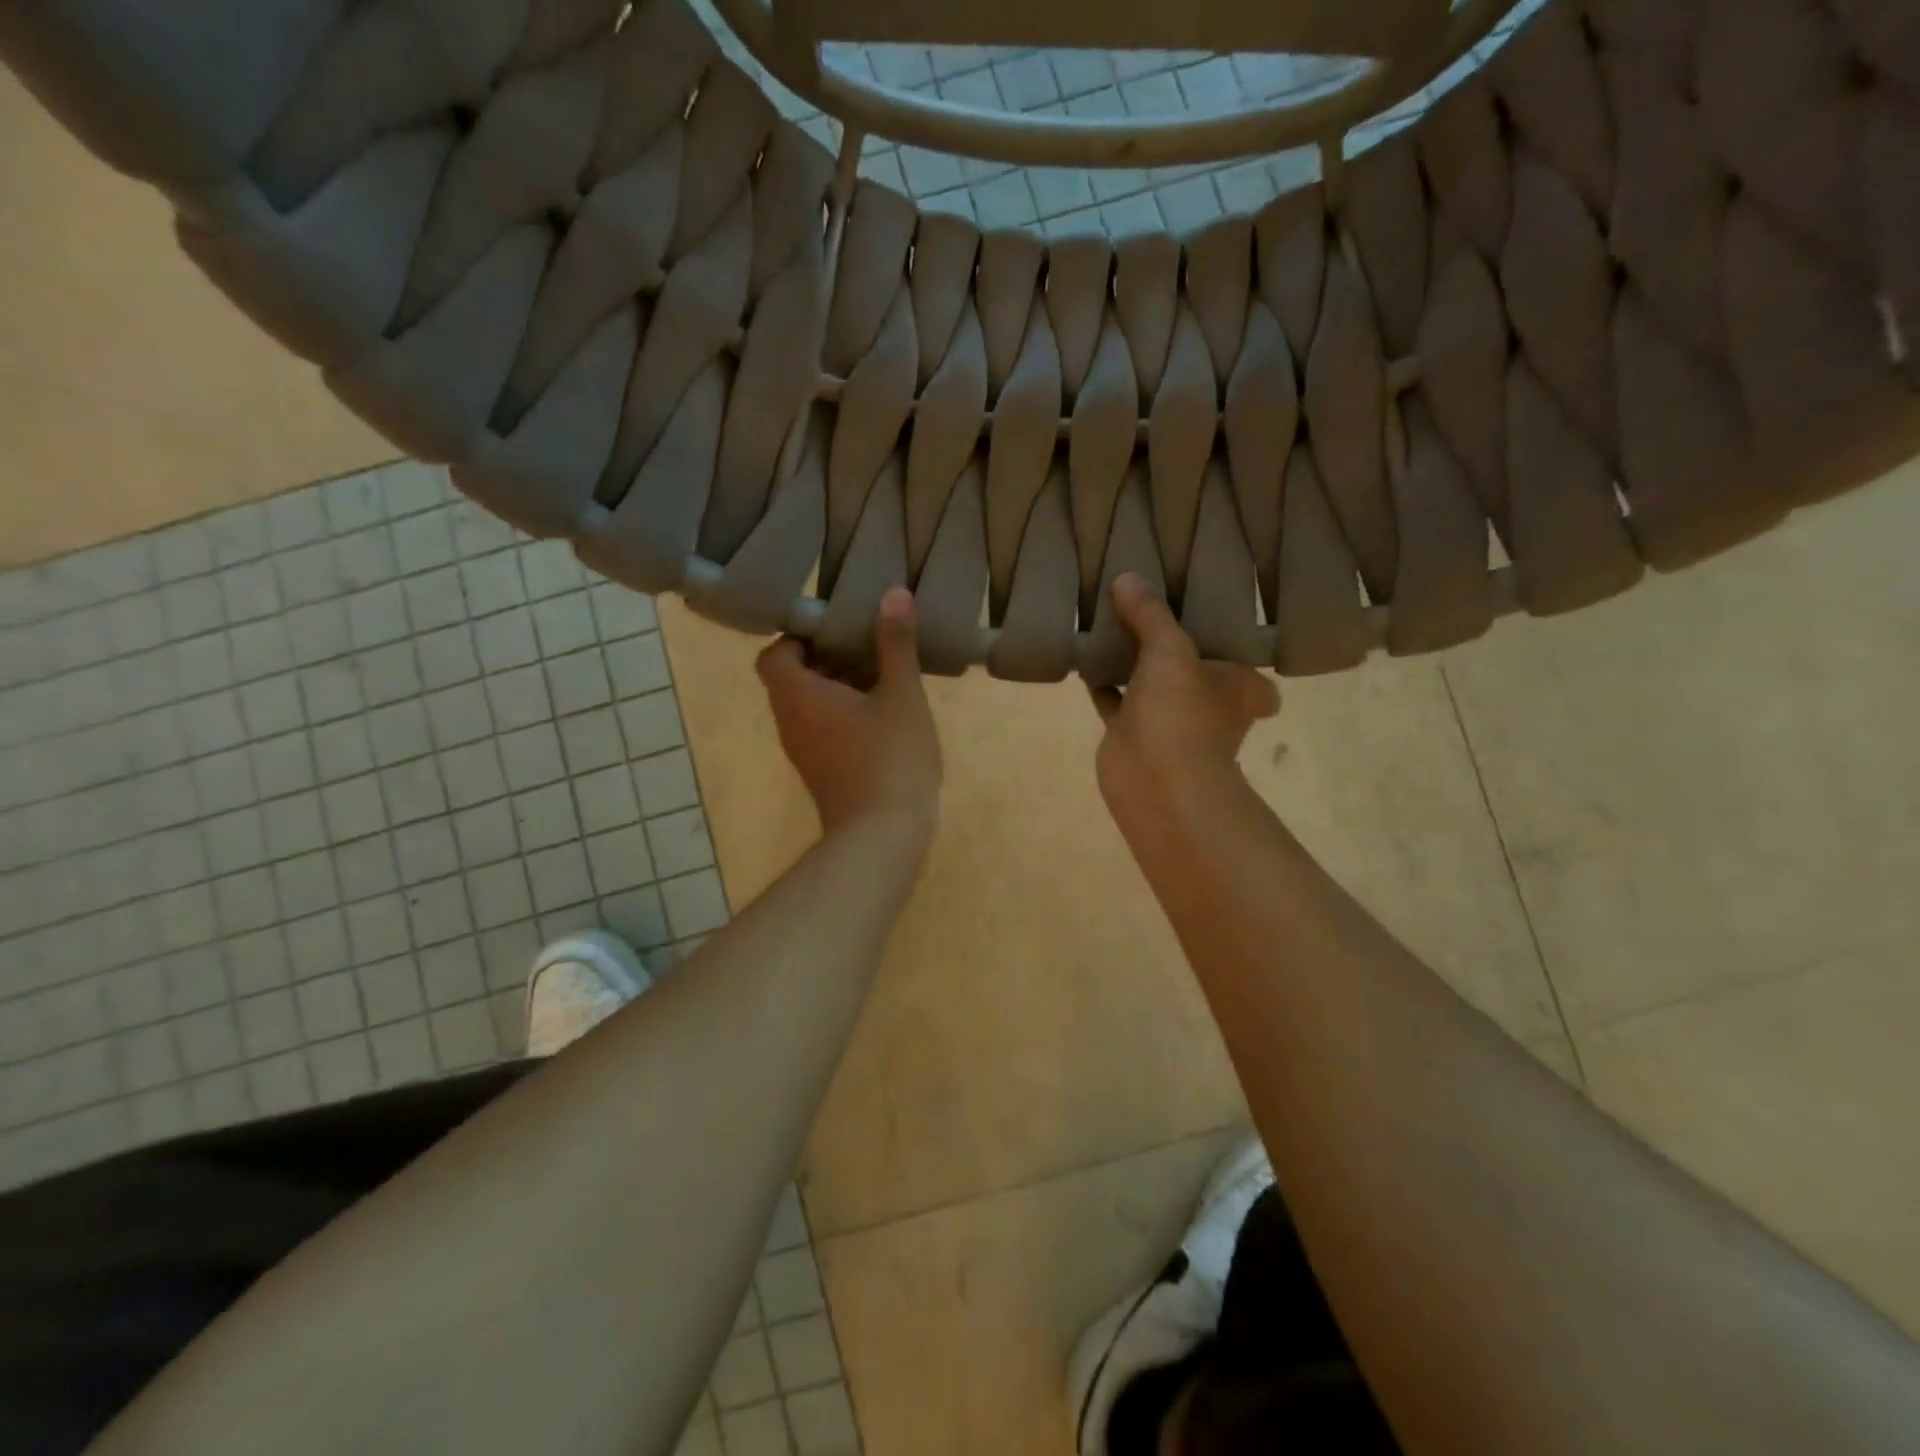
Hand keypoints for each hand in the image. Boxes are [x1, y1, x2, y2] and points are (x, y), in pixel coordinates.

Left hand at [757, 587, 942, 840]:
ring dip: (839, 686)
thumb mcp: (901, 694)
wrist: (882, 837)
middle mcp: (791, 722)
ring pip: (810, 706)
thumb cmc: (890, 758)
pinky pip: (823, 729)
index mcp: (799, 696)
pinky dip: (844, 714)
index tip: (837, 627)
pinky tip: (884, 713)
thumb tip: (893, 593)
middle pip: (792, 678)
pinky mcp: (822, 773)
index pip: (775, 654)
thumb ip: (896, 643)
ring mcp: (805, 752)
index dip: (800, 636)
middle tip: (867, 643)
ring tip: (882, 674)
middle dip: (827, 657)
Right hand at [1090, 574, 1279, 815]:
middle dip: (1176, 650)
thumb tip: (1126, 578)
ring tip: (1113, 625)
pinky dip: (1104, 685)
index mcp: (1239, 688)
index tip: (1217, 627)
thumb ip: (1150, 614)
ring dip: (1135, 664)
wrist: (1153, 782)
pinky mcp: (1134, 736)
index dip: (1239, 653)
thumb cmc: (1181, 712)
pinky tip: (1086, 660)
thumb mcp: (1170, 649)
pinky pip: (1118, 702)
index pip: (1252, 672)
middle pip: (1195, 671)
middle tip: (1153, 611)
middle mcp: (1210, 706)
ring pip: (1153, 684)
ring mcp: (1171, 724)